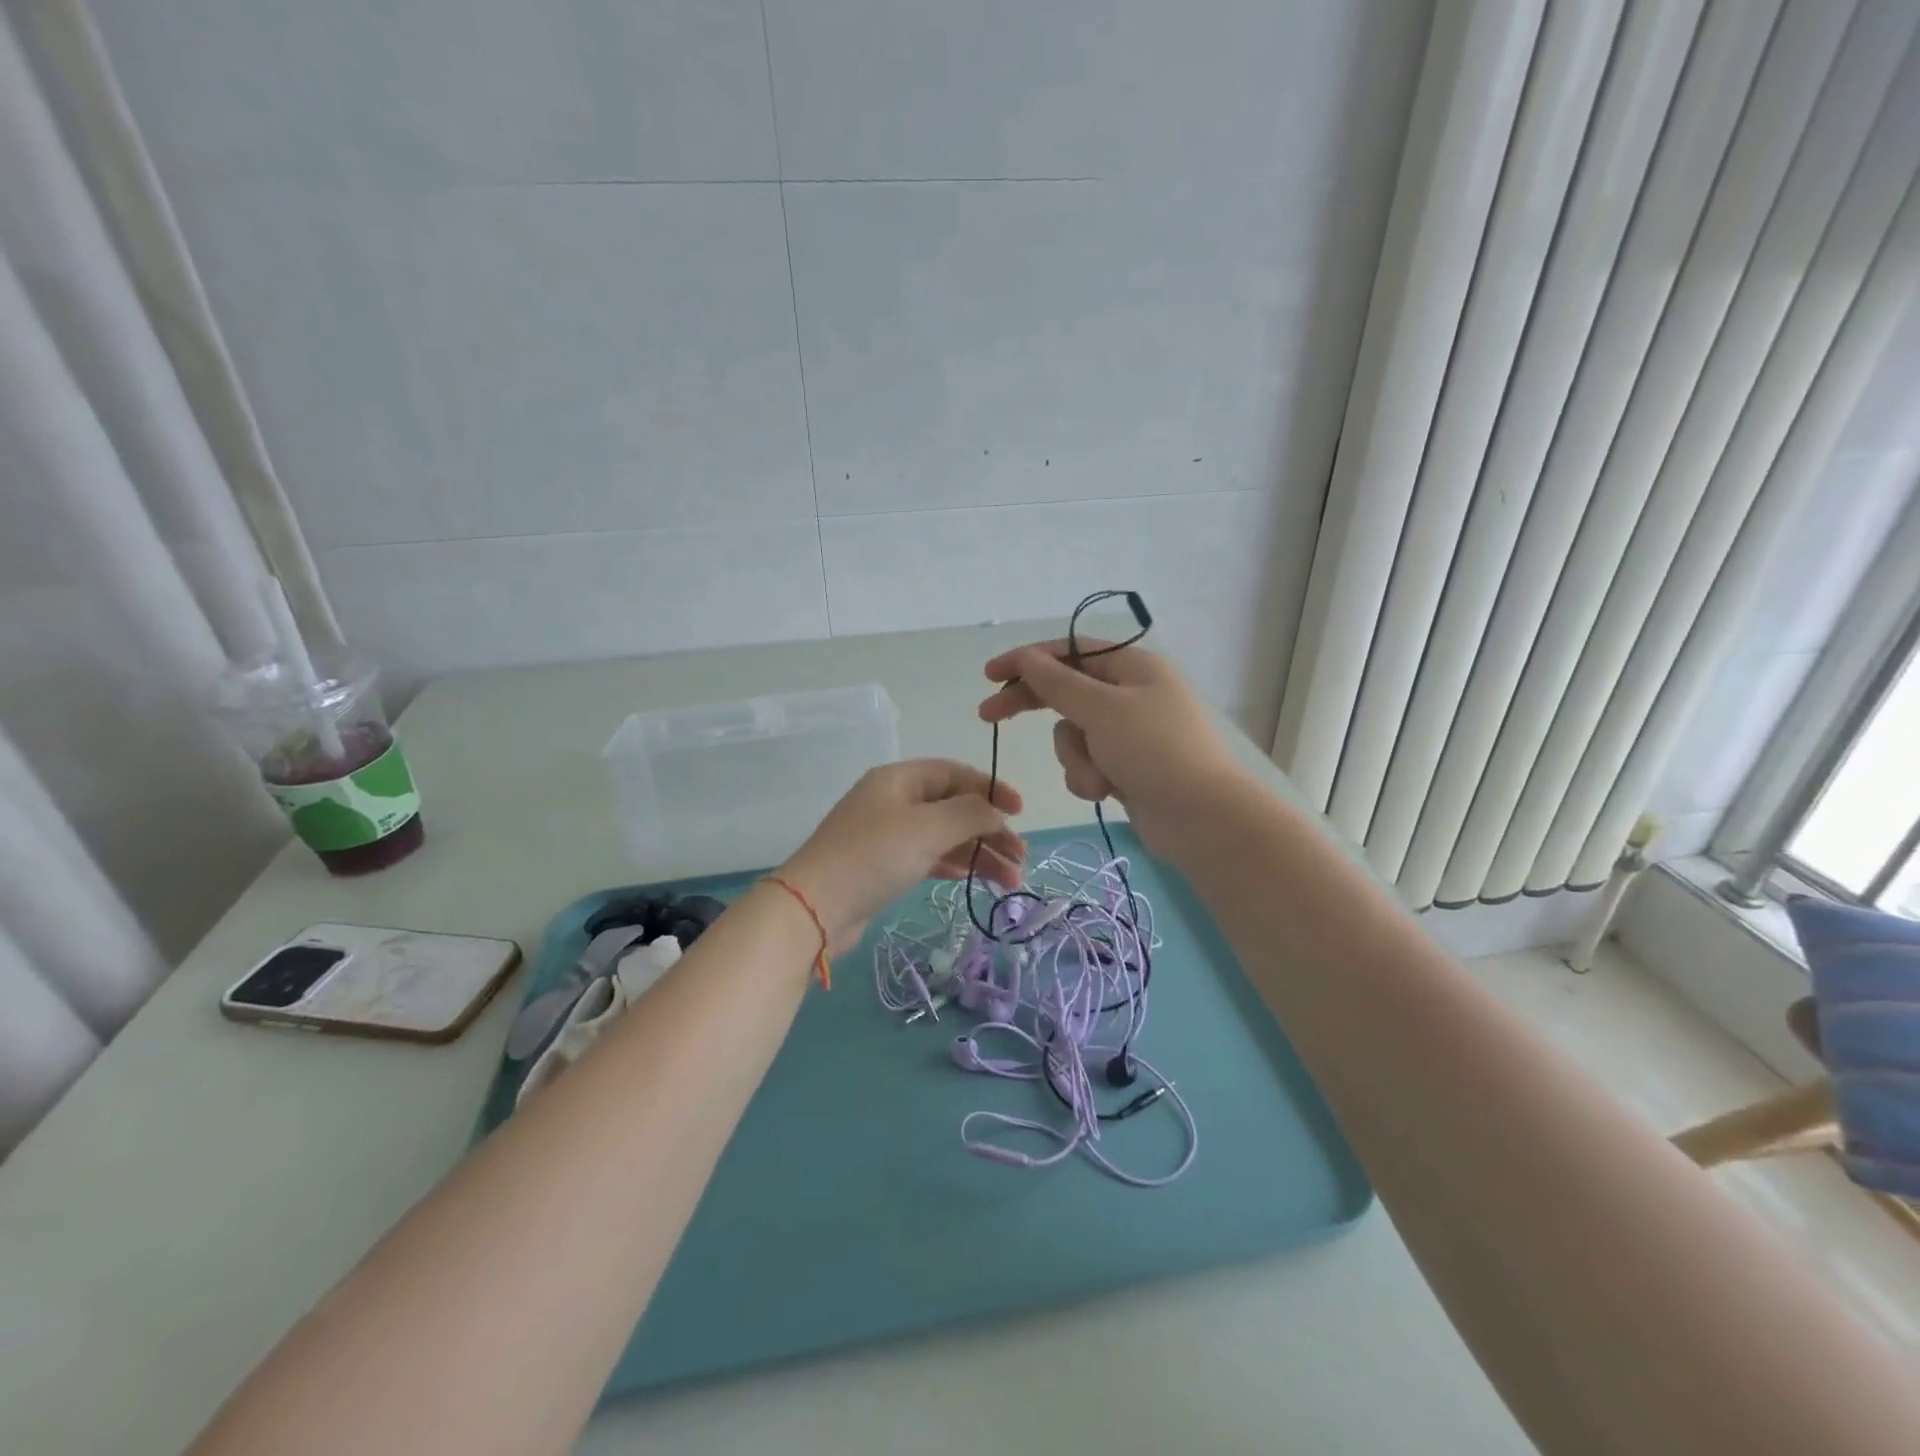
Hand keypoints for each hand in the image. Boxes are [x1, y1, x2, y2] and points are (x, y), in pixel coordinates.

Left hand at [777, 760, 1023, 949]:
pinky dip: (954, 865)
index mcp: (900, 779)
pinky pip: (929, 857)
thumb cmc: (875, 855)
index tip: (1020, 812)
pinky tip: (975, 878)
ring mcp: (888, 835)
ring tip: (1010, 879)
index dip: (991, 789)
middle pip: (954, 807)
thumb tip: (996, 810)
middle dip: (990, 829)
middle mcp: (894, 801)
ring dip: (979, 853)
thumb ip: (970, 812)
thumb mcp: (928, 827)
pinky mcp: (885, 866)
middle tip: (1021, 857)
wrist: (816, 907)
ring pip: (945, 836)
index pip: (955, 773)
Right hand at [978, 639, 1243, 854]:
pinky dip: (1089, 777)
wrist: (1202, 819)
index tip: (990, 675)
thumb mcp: (1101, 710)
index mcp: (1133, 666)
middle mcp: (1131, 694)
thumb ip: (1057, 682)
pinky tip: (1107, 793)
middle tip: (988, 716)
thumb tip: (1026, 657)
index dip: (1027, 659)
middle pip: (1066, 691)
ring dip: (1075, 757)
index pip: (1069, 651)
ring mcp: (1129, 733)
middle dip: (1033, 706)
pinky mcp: (1126, 767)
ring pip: (1072, 735)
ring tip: (1098, 776)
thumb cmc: (1154, 752)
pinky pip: (1087, 763)